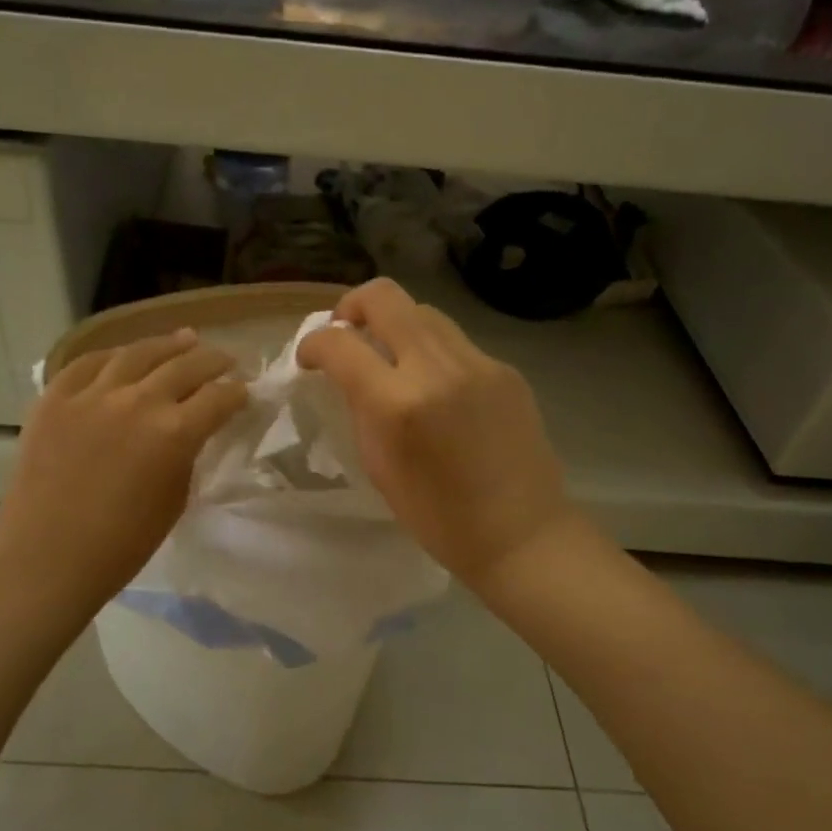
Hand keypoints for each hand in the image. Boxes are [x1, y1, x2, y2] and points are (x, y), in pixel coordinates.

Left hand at [0, 330, 246, 609]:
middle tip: (225, 359)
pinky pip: (88, 363)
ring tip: (184, 340)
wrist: (46, 559)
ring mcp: (91, 394)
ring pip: (137, 353)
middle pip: (184, 365)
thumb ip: (186, 455)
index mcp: (174, 433)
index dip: (237, 393)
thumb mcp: (174, 499)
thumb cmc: (121, 545)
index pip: (218, 398)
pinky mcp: (54, 398)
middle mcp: (137, 401)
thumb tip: (190, 431)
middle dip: (212, 361)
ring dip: (167, 345)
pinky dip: (113, 356)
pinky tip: (124, 356)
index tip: (244, 393)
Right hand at [298, 279, 576, 590]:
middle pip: (385, 297)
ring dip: (394, 325)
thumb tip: (350, 374)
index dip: (313, 344)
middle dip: (352, 307)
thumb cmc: (439, 517)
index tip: (309, 358)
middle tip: (346, 334)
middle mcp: (438, 368)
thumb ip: (361, 409)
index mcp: (398, 404)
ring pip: (423, 311)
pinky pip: (455, 341)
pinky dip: (432, 352)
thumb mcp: (379, 467)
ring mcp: (478, 363)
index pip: (340, 343)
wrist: (521, 533)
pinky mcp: (505, 369)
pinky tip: (435, 386)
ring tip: (390, 358)